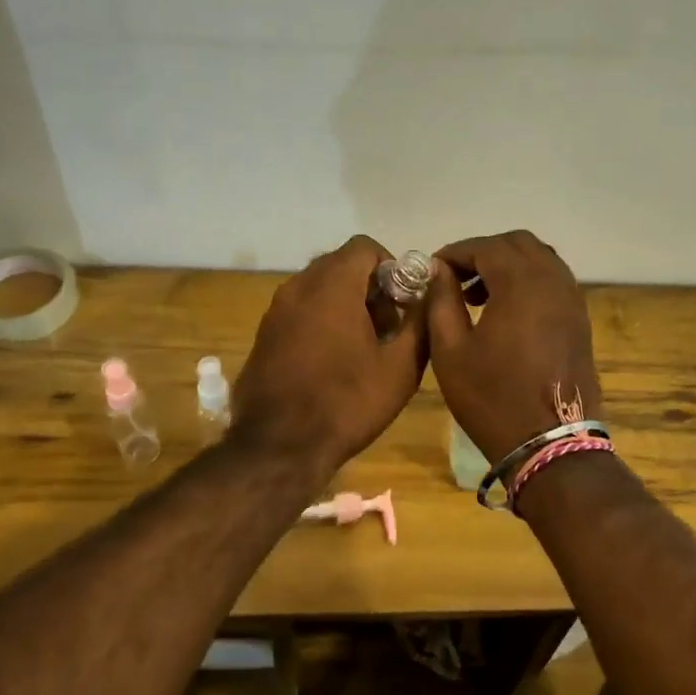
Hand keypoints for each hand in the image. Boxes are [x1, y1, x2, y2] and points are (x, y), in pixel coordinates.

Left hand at [232, 236, 427, 476]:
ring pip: (318, 289)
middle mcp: (298, 288)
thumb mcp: (400, 367)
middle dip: (370, 287)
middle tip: (389, 327)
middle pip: (340, 265)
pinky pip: (299, 312)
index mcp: (331, 286)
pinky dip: (321, 321)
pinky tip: (334, 362)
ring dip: (345, 304)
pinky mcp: (263, 336)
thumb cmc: (347, 403)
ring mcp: (275, 312)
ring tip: (364, 347)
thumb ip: (421, 321)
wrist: (279, 447)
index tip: (404, 301)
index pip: (364, 247)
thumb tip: (431, 293)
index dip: (391, 266)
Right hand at [428, 230, 600, 464]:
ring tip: (477, 296)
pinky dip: (528, 282)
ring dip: (508, 266)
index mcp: (521, 283)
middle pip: (518, 244)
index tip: (432, 270)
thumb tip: (439, 271)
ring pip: (540, 259)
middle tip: (455, 280)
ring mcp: (572, 300)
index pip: (485, 247)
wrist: (551, 442)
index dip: (455, 252)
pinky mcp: (580, 320)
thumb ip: (441, 301)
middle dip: (483, 253)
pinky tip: (506, 312)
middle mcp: (553, 281)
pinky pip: (553, 282)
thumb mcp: (451, 351)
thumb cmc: (492, 398)